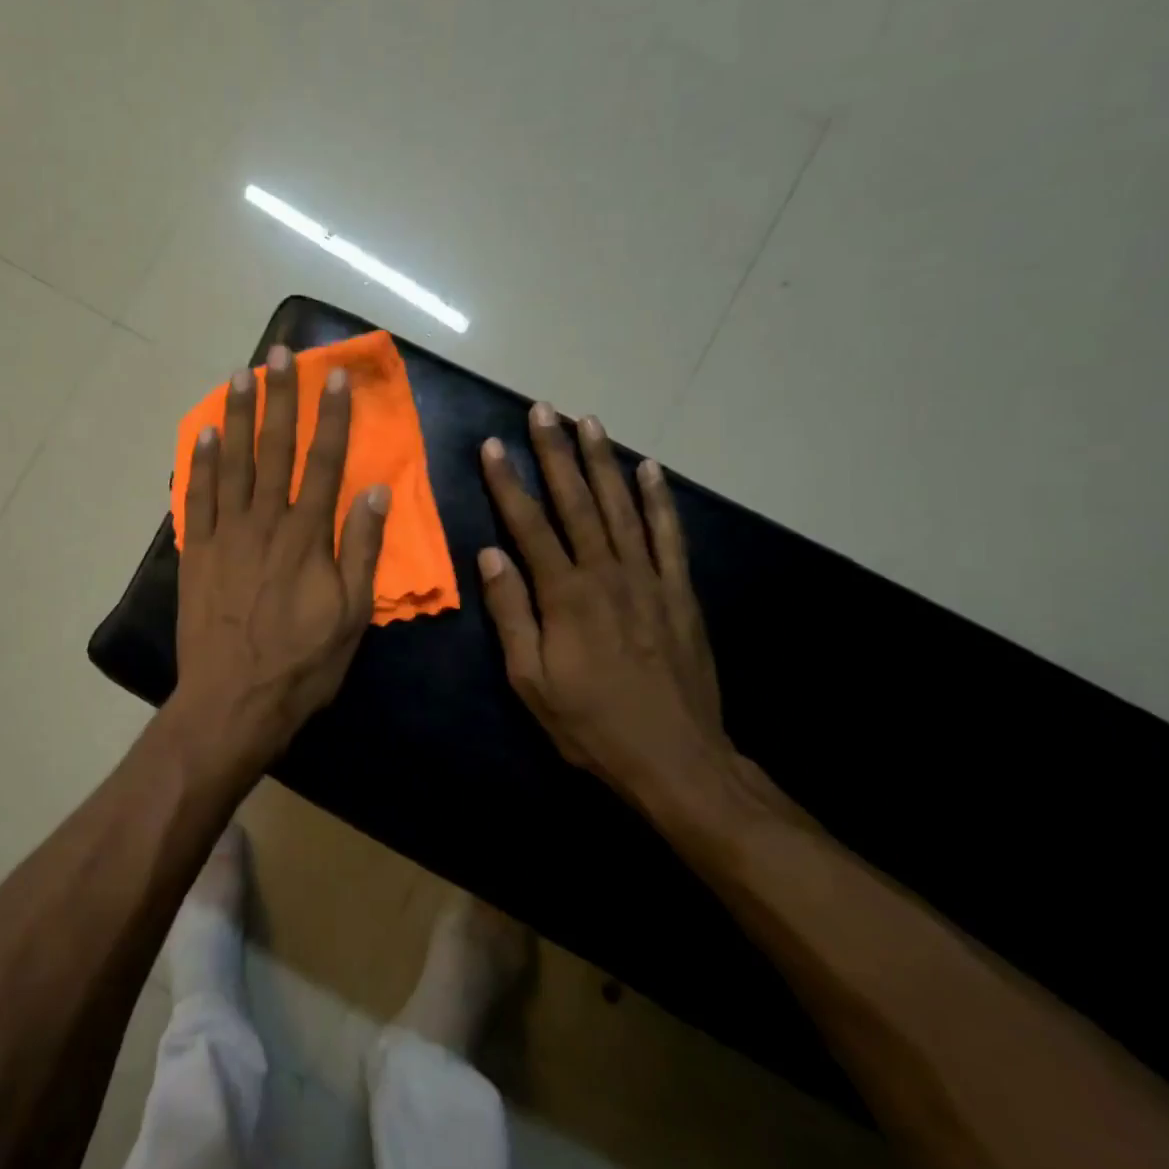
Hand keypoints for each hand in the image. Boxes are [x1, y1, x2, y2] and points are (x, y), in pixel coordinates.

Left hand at [175, 345, 389, 761]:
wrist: (232, 702)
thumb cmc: (301, 663)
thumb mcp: (351, 616)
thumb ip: (362, 550)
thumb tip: (375, 492)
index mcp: (307, 536)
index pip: (324, 463)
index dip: (331, 417)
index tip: (333, 376)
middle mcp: (264, 523)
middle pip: (274, 450)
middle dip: (279, 399)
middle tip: (279, 355)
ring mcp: (224, 534)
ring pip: (231, 463)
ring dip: (236, 417)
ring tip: (239, 376)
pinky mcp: (195, 552)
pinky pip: (196, 497)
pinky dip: (200, 463)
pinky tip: (203, 433)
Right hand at [477, 402, 727, 795]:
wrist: (676, 758)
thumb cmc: (591, 723)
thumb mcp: (531, 680)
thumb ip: (511, 612)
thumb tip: (489, 553)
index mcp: (565, 594)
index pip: (529, 524)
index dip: (508, 482)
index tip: (493, 445)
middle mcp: (607, 572)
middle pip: (576, 501)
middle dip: (556, 452)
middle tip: (543, 410)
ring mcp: (648, 577)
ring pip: (622, 506)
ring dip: (603, 461)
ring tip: (589, 421)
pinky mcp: (679, 591)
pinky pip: (668, 534)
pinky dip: (659, 499)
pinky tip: (649, 469)